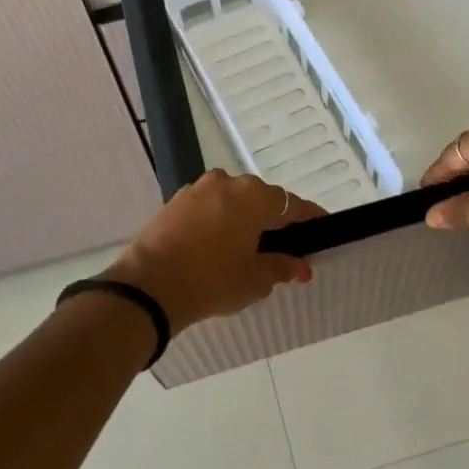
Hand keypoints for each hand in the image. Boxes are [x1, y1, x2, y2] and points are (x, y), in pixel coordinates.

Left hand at [104, 171, 326, 333]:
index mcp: (254, 196)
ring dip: (243, 219)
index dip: (309, 218)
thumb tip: (300, 266)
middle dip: (274, 220)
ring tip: (248, 247)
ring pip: (232, 201)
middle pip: (261, 199)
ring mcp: (198, 189)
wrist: (148, 286)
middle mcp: (227, 182)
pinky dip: (219, 221)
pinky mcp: (175, 201)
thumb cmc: (212, 280)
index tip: (321, 229)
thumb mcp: (255, 280)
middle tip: (283, 246)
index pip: (292, 204)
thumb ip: (282, 267)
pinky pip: (208, 207)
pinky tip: (218, 245)